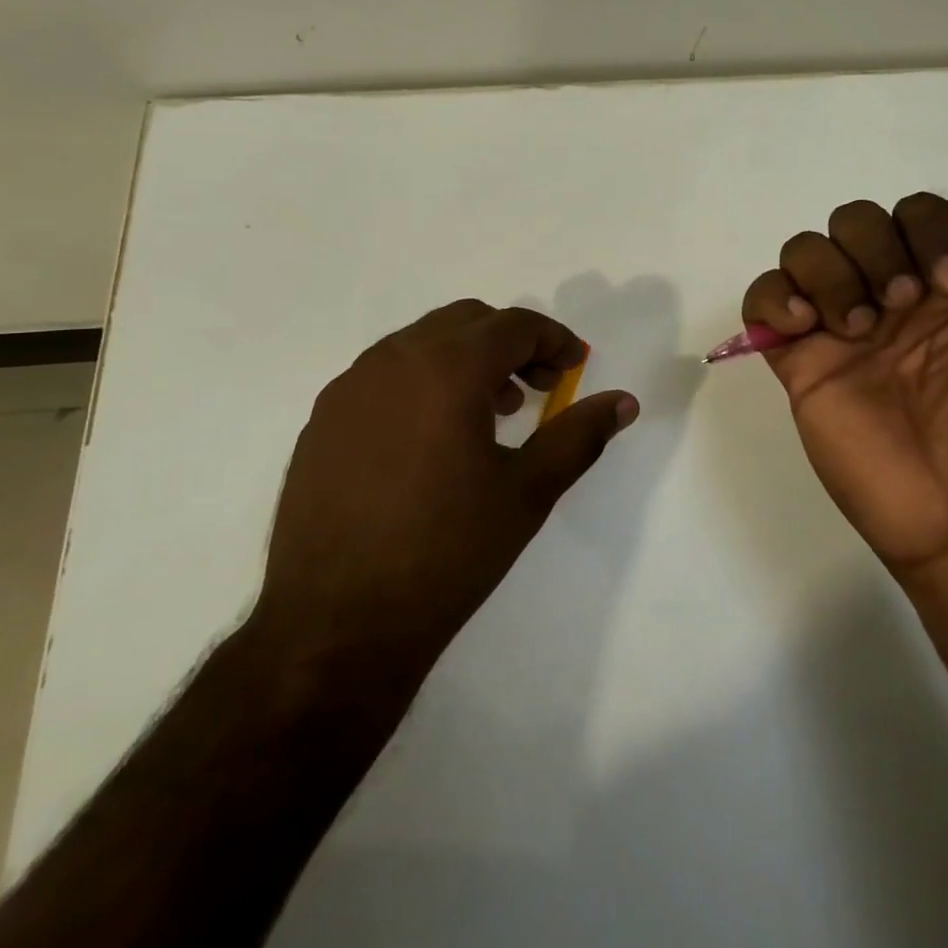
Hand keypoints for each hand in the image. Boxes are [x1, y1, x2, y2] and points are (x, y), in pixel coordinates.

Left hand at [253, 300, 637, 682]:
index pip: (513, 325)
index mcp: (446, 369)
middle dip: (511, 344)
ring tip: (490, 415)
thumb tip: (624, 402)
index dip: (554, 339)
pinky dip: (423, 382)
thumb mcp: (527, 492)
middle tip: (538, 389)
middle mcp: (392, 361)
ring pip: (421, 343)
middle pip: (466, 321)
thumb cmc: (446, 553)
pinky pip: (384, 374)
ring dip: (466, 360)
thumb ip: (580, 435)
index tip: (575, 367)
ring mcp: (349, 387)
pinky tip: (433, 439)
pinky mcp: (322, 419)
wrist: (335, 626)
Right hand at [742, 195, 947, 581]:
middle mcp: (886, 298)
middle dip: (873, 249)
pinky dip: (773, 298)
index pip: (917, 213)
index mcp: (943, 288)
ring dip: (829, 274)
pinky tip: (804, 328)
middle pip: (854, 221)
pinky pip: (762, 301)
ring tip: (854, 330)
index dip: (928, 233)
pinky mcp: (798, 362)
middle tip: (898, 308)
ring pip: (804, 251)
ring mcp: (837, 329)